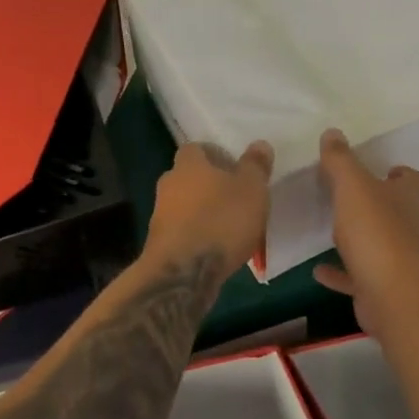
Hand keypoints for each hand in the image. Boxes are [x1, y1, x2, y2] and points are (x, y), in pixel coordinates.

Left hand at [144, 140, 273, 276]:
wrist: (183, 274)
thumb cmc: (221, 221)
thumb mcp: (251, 189)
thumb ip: (255, 165)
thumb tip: (259, 144)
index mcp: (188, 164)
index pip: (197, 148)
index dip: (216, 156)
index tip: (235, 169)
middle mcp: (169, 184)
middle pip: (189, 177)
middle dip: (210, 185)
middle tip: (236, 198)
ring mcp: (160, 216)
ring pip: (185, 206)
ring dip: (203, 212)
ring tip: (229, 228)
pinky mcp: (159, 245)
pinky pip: (183, 232)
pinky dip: (197, 236)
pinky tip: (216, 250)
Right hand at [313, 128, 418, 336]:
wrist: (396, 297)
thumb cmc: (377, 232)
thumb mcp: (353, 187)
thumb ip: (341, 160)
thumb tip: (333, 132)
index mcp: (406, 197)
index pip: (409, 178)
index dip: (395, 172)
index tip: (376, 168)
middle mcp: (408, 226)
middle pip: (393, 210)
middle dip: (373, 203)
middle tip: (342, 194)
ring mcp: (398, 260)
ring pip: (376, 243)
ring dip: (356, 237)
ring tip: (327, 229)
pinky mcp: (382, 288)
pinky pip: (357, 276)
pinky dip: (339, 271)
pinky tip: (317, 269)